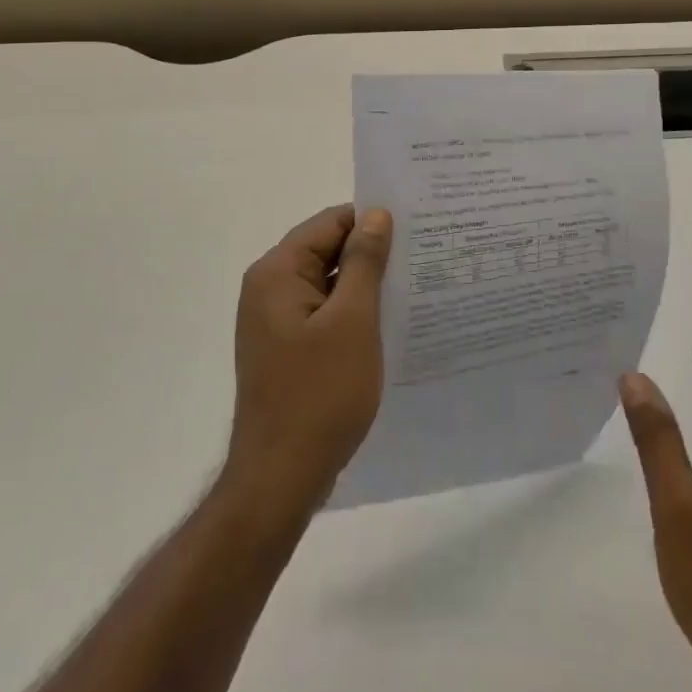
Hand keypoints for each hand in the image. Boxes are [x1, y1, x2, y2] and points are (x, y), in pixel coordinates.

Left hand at [226, 204, 391, 515]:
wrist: (281, 477)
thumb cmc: (320, 393)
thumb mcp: (352, 320)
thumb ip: (364, 261)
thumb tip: (375, 214)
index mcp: (277, 272)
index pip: (329, 223)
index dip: (371, 221)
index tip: (415, 228)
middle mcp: (269, 288)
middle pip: (325, 250)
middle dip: (370, 252)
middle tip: (422, 255)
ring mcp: (274, 321)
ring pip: (327, 283)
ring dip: (364, 284)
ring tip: (414, 285)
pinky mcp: (285, 348)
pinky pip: (323, 313)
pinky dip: (352, 312)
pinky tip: (387, 321)